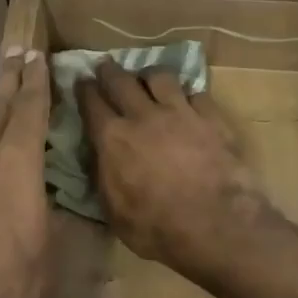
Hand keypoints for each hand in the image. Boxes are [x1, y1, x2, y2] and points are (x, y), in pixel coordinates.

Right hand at [77, 62, 269, 280]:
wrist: (217, 226)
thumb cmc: (157, 229)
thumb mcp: (114, 212)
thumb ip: (104, 177)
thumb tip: (99, 157)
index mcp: (112, 139)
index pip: (91, 102)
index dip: (83, 89)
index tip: (80, 81)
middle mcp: (143, 116)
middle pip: (121, 80)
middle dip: (110, 71)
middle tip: (106, 68)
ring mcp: (181, 113)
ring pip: (160, 77)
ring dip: (149, 75)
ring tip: (148, 79)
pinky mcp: (212, 118)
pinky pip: (196, 93)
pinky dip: (187, 95)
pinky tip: (188, 102)